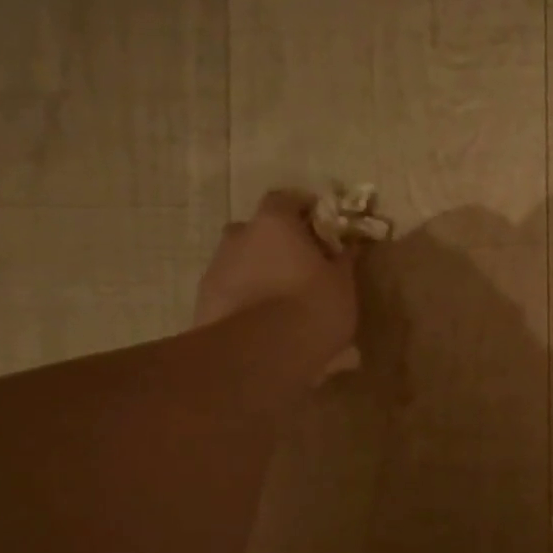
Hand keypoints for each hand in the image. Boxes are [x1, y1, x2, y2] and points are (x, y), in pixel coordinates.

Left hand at [192, 191, 358, 364]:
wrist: (259, 353)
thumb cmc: (312, 306)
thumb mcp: (342, 284)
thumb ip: (343, 261)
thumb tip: (349, 247)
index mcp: (274, 224)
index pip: (285, 199)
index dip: (303, 208)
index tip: (320, 224)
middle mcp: (239, 238)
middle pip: (257, 231)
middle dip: (276, 244)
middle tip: (300, 266)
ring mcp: (216, 270)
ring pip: (241, 263)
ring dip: (260, 274)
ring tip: (282, 302)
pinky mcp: (204, 303)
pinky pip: (231, 293)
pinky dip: (246, 300)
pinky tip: (264, 323)